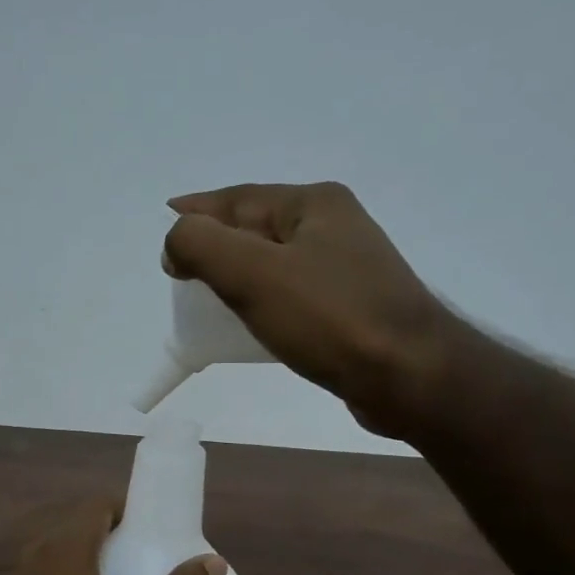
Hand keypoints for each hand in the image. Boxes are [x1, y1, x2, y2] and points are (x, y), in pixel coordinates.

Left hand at [0, 499, 225, 574]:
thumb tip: (214, 562)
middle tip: (144, 558)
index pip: (97, 505)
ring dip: (87, 562)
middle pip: (77, 529)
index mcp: (64, 548)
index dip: (128, 509)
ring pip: (57, 557)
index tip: (154, 528)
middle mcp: (34, 556)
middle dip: (112, 536)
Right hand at [165, 181, 457, 439]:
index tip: (165, 231)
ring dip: (240, 274)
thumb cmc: (330, 318)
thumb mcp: (253, 273)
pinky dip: (265, 300)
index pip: (239, 198)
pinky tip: (255, 322)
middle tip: (182, 272)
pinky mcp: (355, 306)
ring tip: (210, 298)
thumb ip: (202, 245)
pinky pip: (294, 292)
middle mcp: (335, 225)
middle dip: (217, 244)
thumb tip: (177, 242)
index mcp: (314, 204)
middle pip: (258, 227)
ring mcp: (350, 267)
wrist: (409, 375)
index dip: (196, 212)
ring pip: (276, 262)